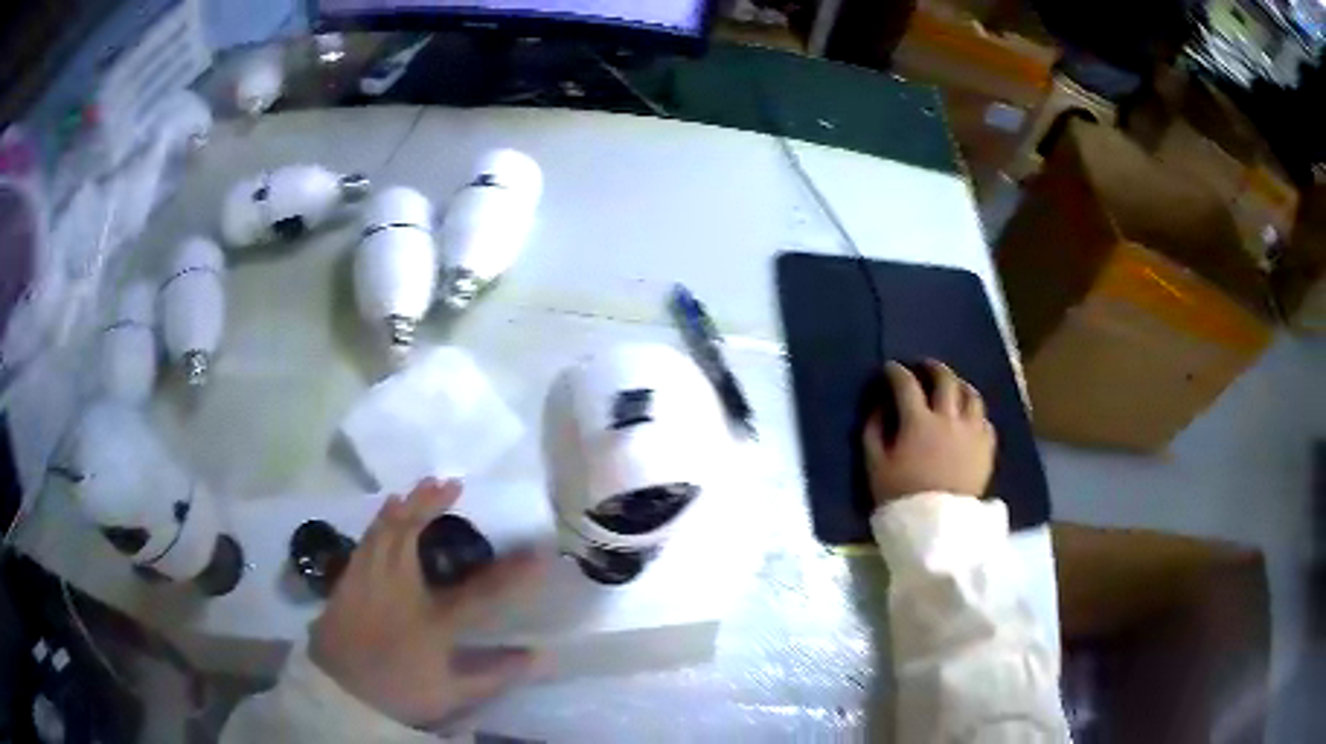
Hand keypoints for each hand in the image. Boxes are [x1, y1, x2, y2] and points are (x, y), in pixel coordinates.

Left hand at [308, 479, 544, 728]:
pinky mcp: (347, 582)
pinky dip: (378, 522)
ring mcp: (368, 582)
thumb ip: (497, 673)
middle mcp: (399, 591)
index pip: (483, 593)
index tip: (539, 552)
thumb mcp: (453, 693)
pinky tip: (384, 513)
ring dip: (403, 506)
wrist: (341, 694)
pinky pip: (365, 541)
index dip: (515, 573)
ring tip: (418, 489)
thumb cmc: (400, 692)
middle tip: (450, 483)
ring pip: (383, 532)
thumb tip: (541, 657)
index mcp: (432, 621)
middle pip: (412, 537)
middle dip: (432, 505)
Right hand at [864, 360, 995, 503]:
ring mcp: (972, 431)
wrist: (937, 528)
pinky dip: (974, 412)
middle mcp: (949, 418)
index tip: (890, 370)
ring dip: (959, 385)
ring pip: (971, 395)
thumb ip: (874, 431)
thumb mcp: (875, 466)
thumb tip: (879, 406)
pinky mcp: (987, 447)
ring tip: (952, 387)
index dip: (896, 372)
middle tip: (924, 367)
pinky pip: (984, 419)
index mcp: (918, 422)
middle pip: (945, 379)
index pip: (906, 384)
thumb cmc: (901, 497)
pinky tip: (968, 417)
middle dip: (932, 368)